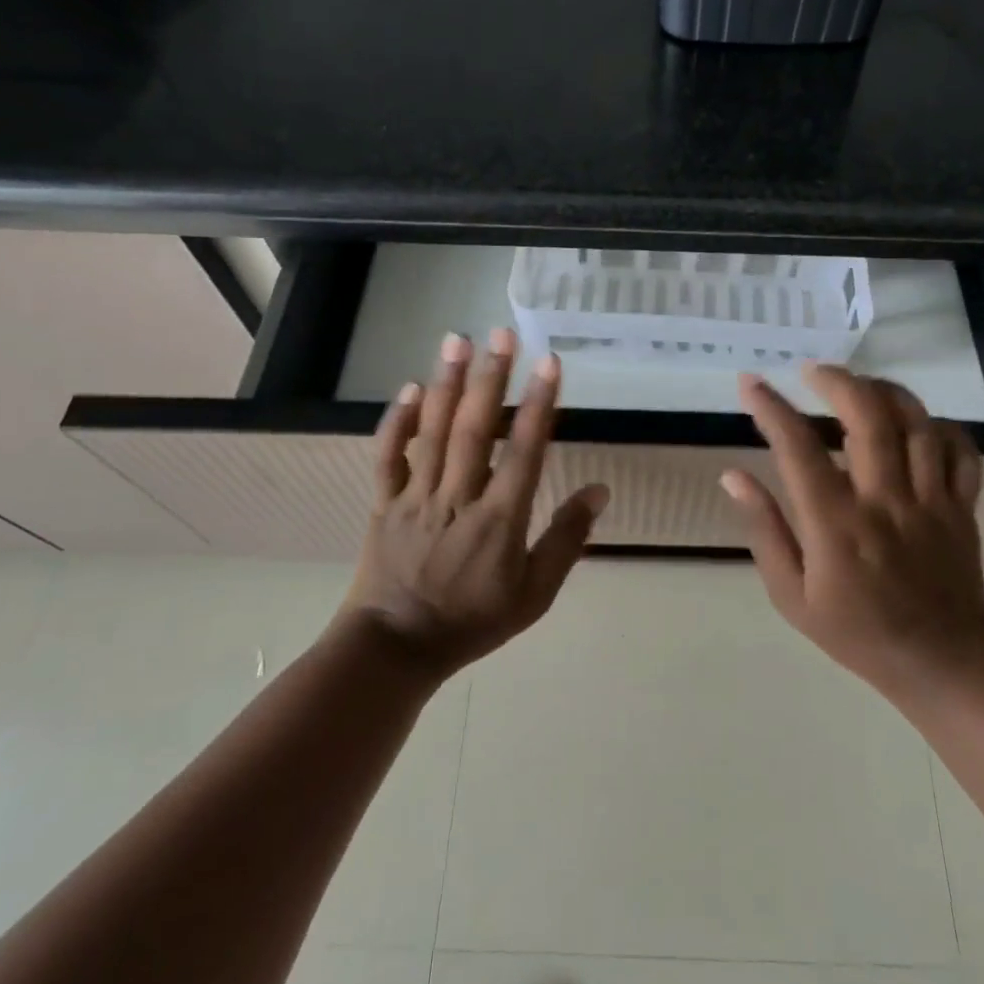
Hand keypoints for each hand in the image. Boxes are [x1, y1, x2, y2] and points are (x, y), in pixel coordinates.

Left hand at [341, 328, 608, 678]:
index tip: (550, 364)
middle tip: (501, 334)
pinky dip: (397, 422)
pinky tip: (410, 389)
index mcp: (499, 521)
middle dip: (491, 379)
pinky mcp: (384, 503)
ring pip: (433, 433)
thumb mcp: (534, 594)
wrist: (396, 649)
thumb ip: (566, 540)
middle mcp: (458, 499)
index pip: (525, 452)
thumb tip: (598, 491)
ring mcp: (416, 498)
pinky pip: (388, 457)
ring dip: (447, 384)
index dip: (539, 406)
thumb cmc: (473, 621)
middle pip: (476, 430)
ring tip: (457, 341)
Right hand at [720, 364, 983, 706]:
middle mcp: (885, 501)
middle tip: (812, 371)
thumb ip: (764, 530)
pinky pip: (960, 450)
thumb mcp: (791, 596)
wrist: (944, 665)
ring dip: (884, 391)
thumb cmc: (857, 633)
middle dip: (836, 381)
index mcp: (837, 525)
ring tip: (859, 385)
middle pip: (867, 417)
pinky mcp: (962, 506)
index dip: (771, 408)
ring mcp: (930, 500)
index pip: (798, 448)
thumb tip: (733, 475)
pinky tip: (915, 425)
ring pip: (915, 422)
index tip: (750, 382)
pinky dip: (939, 426)